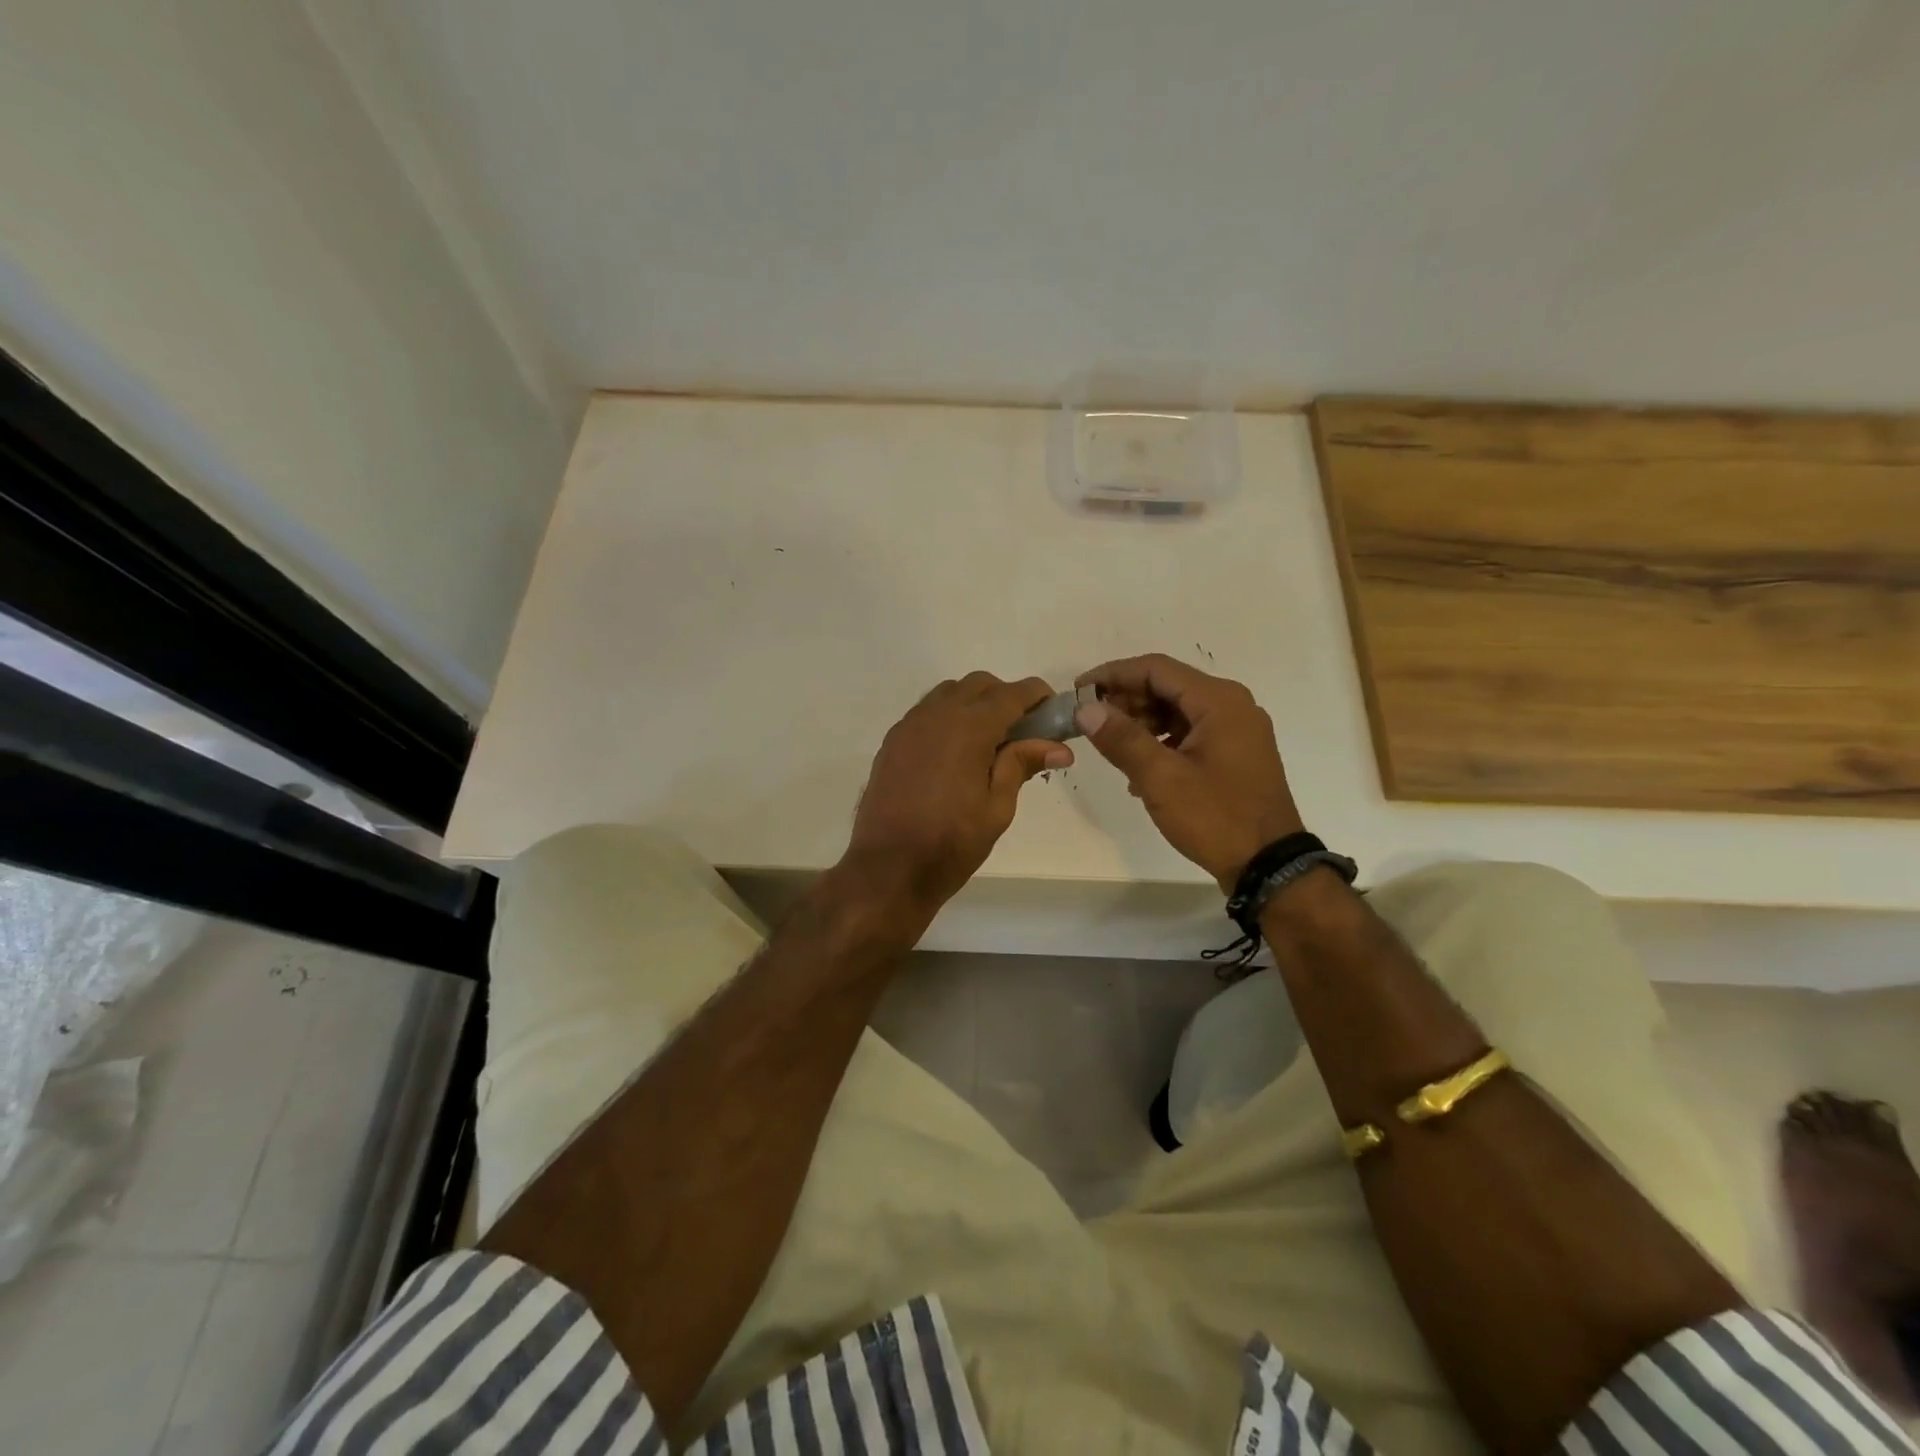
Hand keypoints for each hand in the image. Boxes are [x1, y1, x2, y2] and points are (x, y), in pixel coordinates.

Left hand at [842, 672, 1070, 915]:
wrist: (888, 868)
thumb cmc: (951, 843)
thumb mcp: (997, 807)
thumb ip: (1022, 765)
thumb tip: (1059, 747)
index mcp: (969, 728)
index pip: (1011, 693)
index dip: (1037, 695)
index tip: (1053, 709)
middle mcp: (937, 715)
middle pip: (979, 684)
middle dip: (1005, 696)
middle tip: (1022, 730)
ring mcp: (909, 725)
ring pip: (949, 693)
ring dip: (974, 703)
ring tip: (987, 740)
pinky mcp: (892, 741)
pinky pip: (926, 712)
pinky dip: (947, 717)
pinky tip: (954, 751)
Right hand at [1075, 654, 1303, 890]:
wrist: (1268, 866)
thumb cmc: (1215, 817)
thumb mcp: (1161, 778)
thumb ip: (1121, 738)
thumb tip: (1085, 708)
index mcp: (1219, 701)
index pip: (1156, 669)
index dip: (1113, 674)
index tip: (1078, 690)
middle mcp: (1232, 705)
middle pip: (1168, 686)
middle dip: (1126, 699)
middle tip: (1089, 720)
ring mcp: (1237, 730)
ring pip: (1178, 710)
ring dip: (1141, 721)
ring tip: (1109, 744)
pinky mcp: (1235, 754)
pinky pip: (1190, 732)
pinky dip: (1161, 740)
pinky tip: (1138, 767)